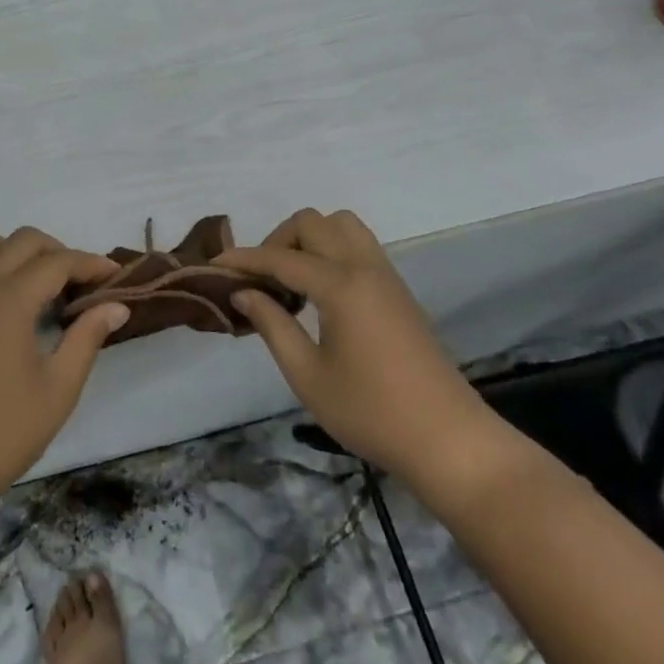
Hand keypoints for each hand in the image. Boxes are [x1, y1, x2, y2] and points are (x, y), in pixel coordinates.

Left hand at [0, 227, 129, 520]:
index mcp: (9, 300)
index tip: (114, 275)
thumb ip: (87, 337)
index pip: (58, 262)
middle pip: (23, 240)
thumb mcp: (58, 389)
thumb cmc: (3, 433)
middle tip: (78, 283)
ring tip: (30, 281)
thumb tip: (116, 305)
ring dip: (12, 249)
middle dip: (57, 252)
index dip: (90, 264)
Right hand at [222, 209, 505, 493]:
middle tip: (261, 280)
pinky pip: (359, 245)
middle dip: (278, 241)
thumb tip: (243, 291)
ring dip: (309, 239)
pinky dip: (331, 250)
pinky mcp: (398, 289)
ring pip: (341, 225)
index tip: (213, 266)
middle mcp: (364, 268)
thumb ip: (272, 325)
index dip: (244, 259)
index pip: (281, 257)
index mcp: (341, 286)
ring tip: (292, 280)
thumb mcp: (308, 376)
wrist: (449, 440)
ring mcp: (386, 275)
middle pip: (313, 223)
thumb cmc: (372, 413)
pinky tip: (319, 292)